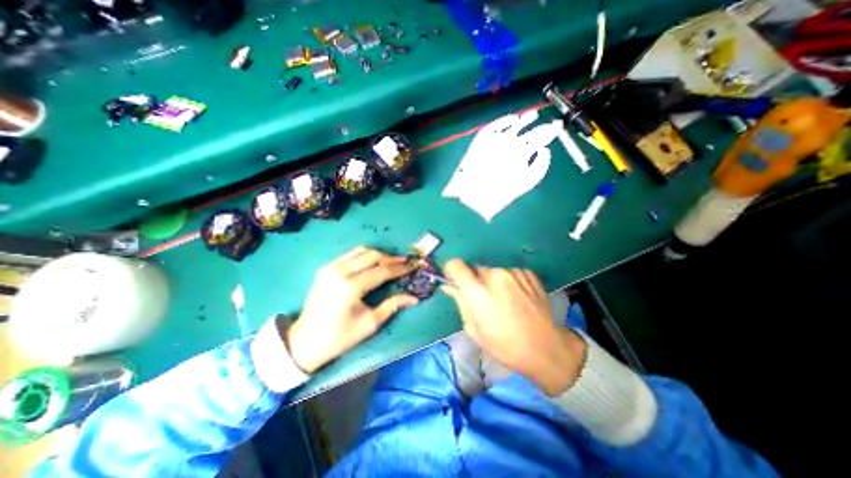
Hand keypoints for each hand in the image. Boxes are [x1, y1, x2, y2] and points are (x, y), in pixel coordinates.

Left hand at [286, 249, 417, 375]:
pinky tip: (372, 264)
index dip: (399, 268)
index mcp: (351, 287)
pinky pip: (350, 255)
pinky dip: (364, 256)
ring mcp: (330, 268)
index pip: (382, 271)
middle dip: (391, 258)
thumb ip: (392, 305)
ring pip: (361, 251)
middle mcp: (340, 272)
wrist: (304, 341)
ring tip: (390, 262)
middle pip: (372, 255)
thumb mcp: (369, 324)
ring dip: (378, 255)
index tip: (412, 266)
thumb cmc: (339, 337)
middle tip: (403, 263)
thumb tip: (414, 298)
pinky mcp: (325, 268)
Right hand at [443, 260, 589, 393]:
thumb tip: (448, 286)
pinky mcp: (528, 273)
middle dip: (475, 281)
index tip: (455, 281)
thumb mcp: (474, 329)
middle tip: (484, 301)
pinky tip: (517, 299)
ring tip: (504, 301)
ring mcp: (514, 272)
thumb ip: (460, 302)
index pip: (456, 265)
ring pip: (492, 271)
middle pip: (475, 269)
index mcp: (479, 291)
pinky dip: (508, 282)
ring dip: (492, 282)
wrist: (546, 348)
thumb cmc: (504, 345)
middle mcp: (495, 275)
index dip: (452, 271)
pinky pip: (509, 272)